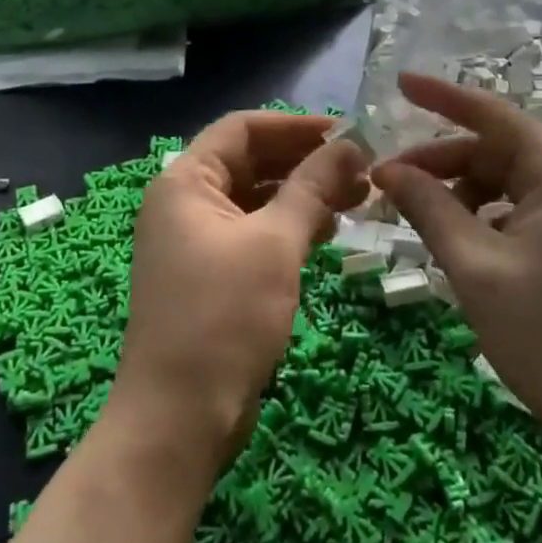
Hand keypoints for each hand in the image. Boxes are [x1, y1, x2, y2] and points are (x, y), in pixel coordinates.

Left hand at [109, 111, 370, 482]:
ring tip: (358, 199)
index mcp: (186, 181)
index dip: (295, 126)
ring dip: (304, 194)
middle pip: (251, 161)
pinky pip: (255, 233)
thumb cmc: (223, 316)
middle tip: (362, 170)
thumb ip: (312, 187)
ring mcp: (197, 241)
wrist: (179, 417)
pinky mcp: (212, 274)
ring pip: (257, 199)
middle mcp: (186, 203)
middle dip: (306, 162)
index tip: (348, 134)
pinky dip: (290, 226)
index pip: (243, 128)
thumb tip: (350, 145)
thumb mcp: (275, 244)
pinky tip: (329, 232)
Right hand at [371, 73, 541, 460]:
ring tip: (418, 216)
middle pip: (495, 150)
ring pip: (504, 181)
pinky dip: (481, 215)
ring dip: (458, 191)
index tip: (400, 83)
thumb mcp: (475, 267)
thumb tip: (388, 171)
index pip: (493, 115)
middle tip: (387, 183)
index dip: (443, 96)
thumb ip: (430, 209)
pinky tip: (456, 239)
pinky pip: (517, 209)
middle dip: (440, 160)